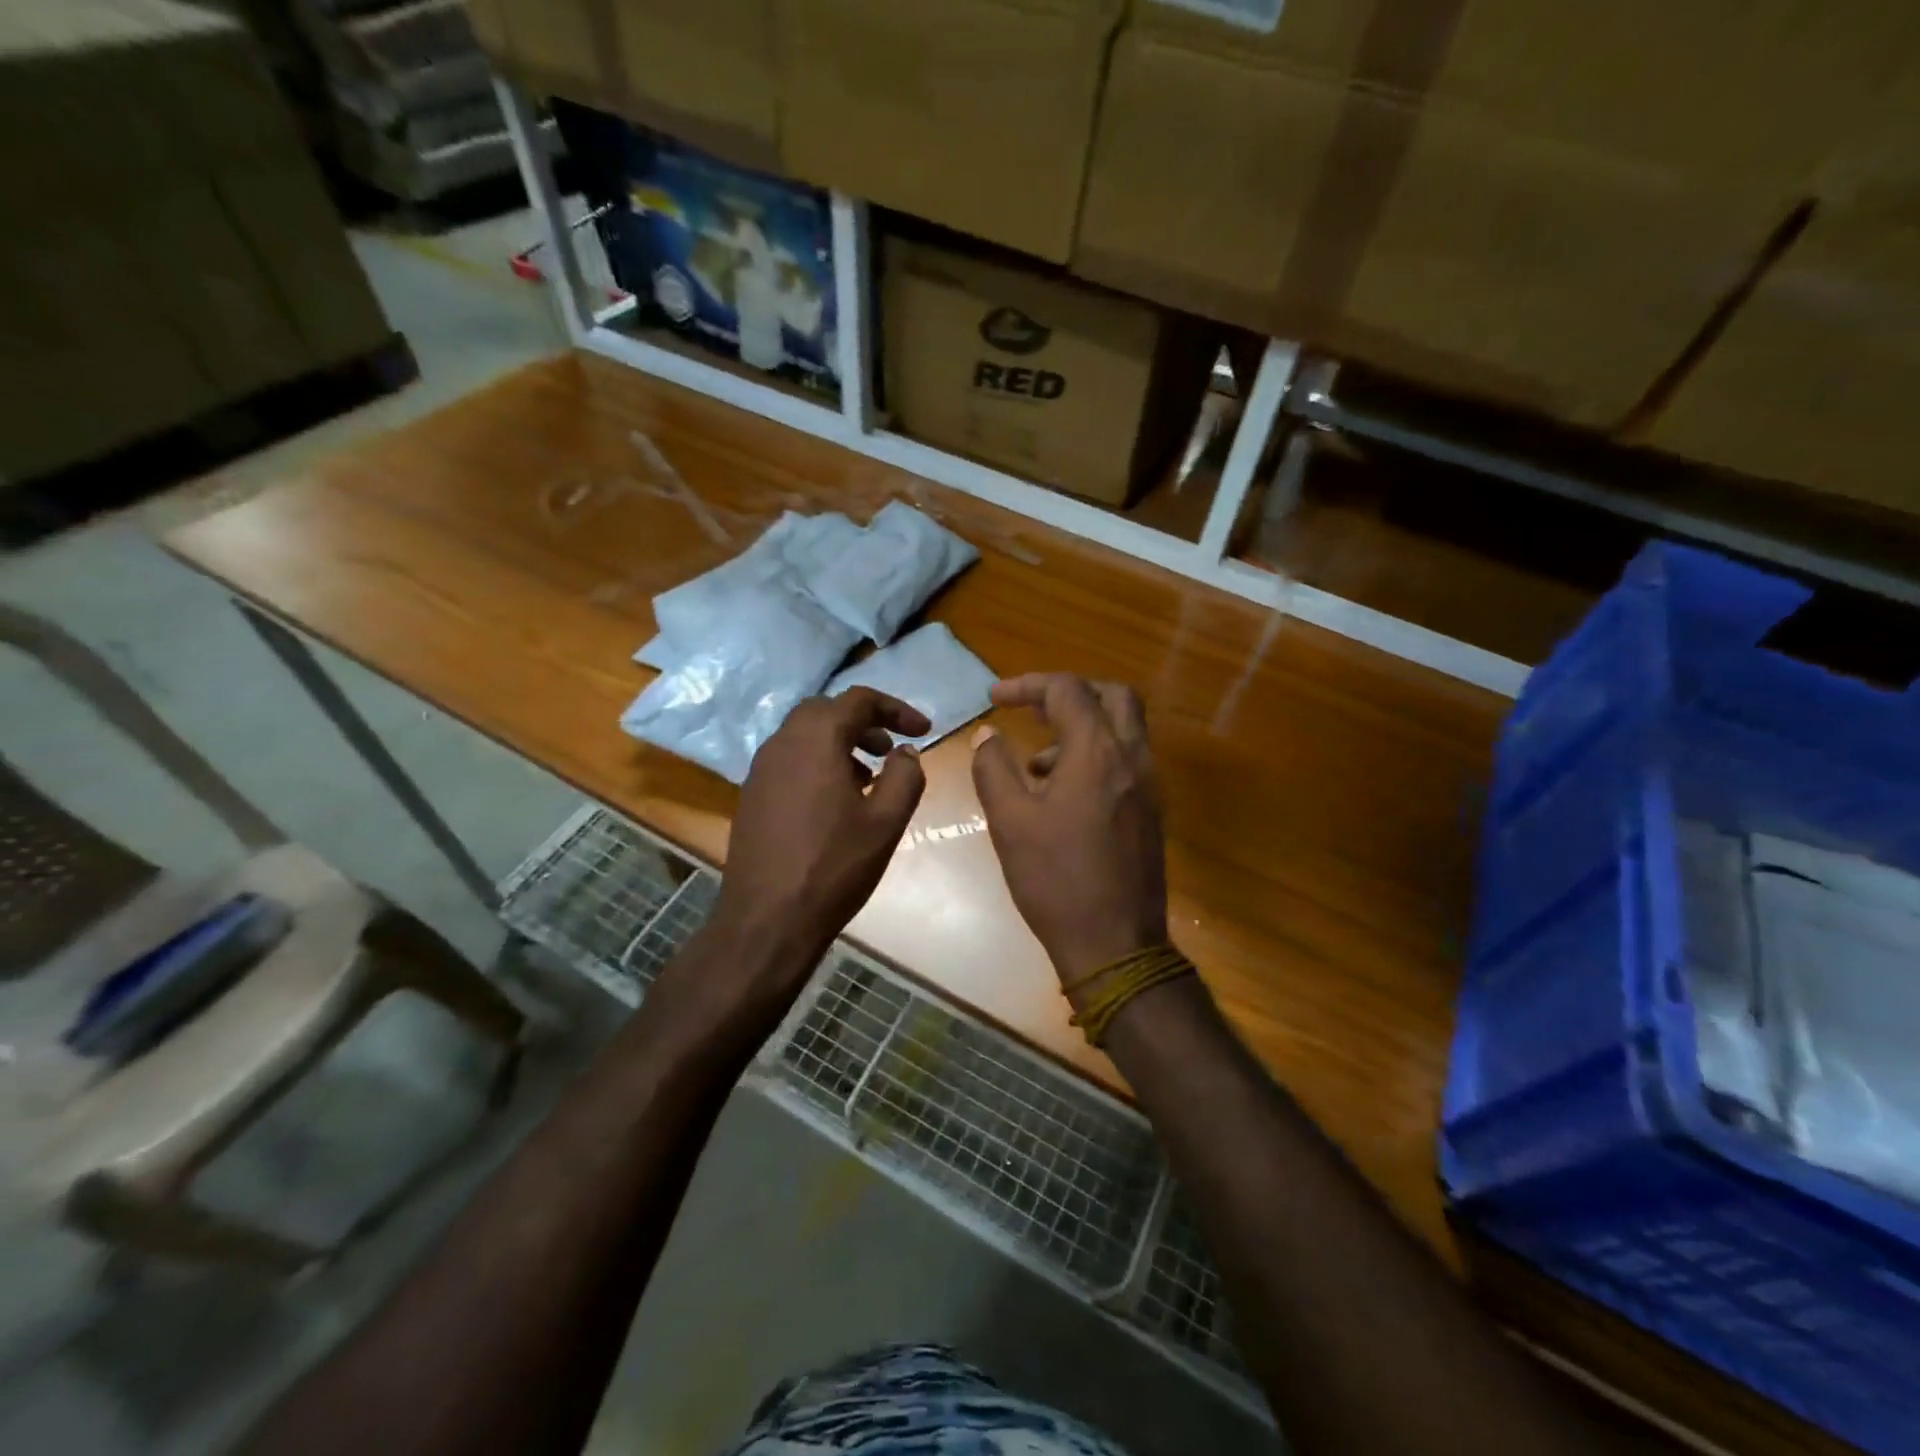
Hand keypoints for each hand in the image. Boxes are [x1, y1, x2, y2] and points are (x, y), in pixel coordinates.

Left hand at [708, 688, 928, 984]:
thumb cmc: (834, 866)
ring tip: (868, 776)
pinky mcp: (751, 795)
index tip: (924, 730)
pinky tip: (835, 801)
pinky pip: (789, 760)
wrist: (767, 919)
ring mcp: (760, 769)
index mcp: (816, 740)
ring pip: (804, 735)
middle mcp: (782, 743)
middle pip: (826, 710)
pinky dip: (817, 762)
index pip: (859, 700)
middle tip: (891, 749)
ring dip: (839, 742)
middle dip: (864, 721)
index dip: (896, 709)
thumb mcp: (887, 821)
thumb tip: (906, 752)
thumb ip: (905, 776)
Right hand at [970, 673, 1168, 985]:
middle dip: (1070, 693)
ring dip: (1083, 727)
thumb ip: (993, 769)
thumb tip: (986, 735)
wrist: (1116, 945)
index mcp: (1097, 753)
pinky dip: (1096, 756)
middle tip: (1035, 709)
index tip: (995, 699)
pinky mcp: (1152, 812)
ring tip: (1036, 765)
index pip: (1068, 690)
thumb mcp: (1010, 823)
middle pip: (1113, 696)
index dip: (1028, 685)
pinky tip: (1062, 797)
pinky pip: (1127, 760)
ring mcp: (1149, 786)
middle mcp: (1133, 758)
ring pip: (1124, 729)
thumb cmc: (1056, 881)